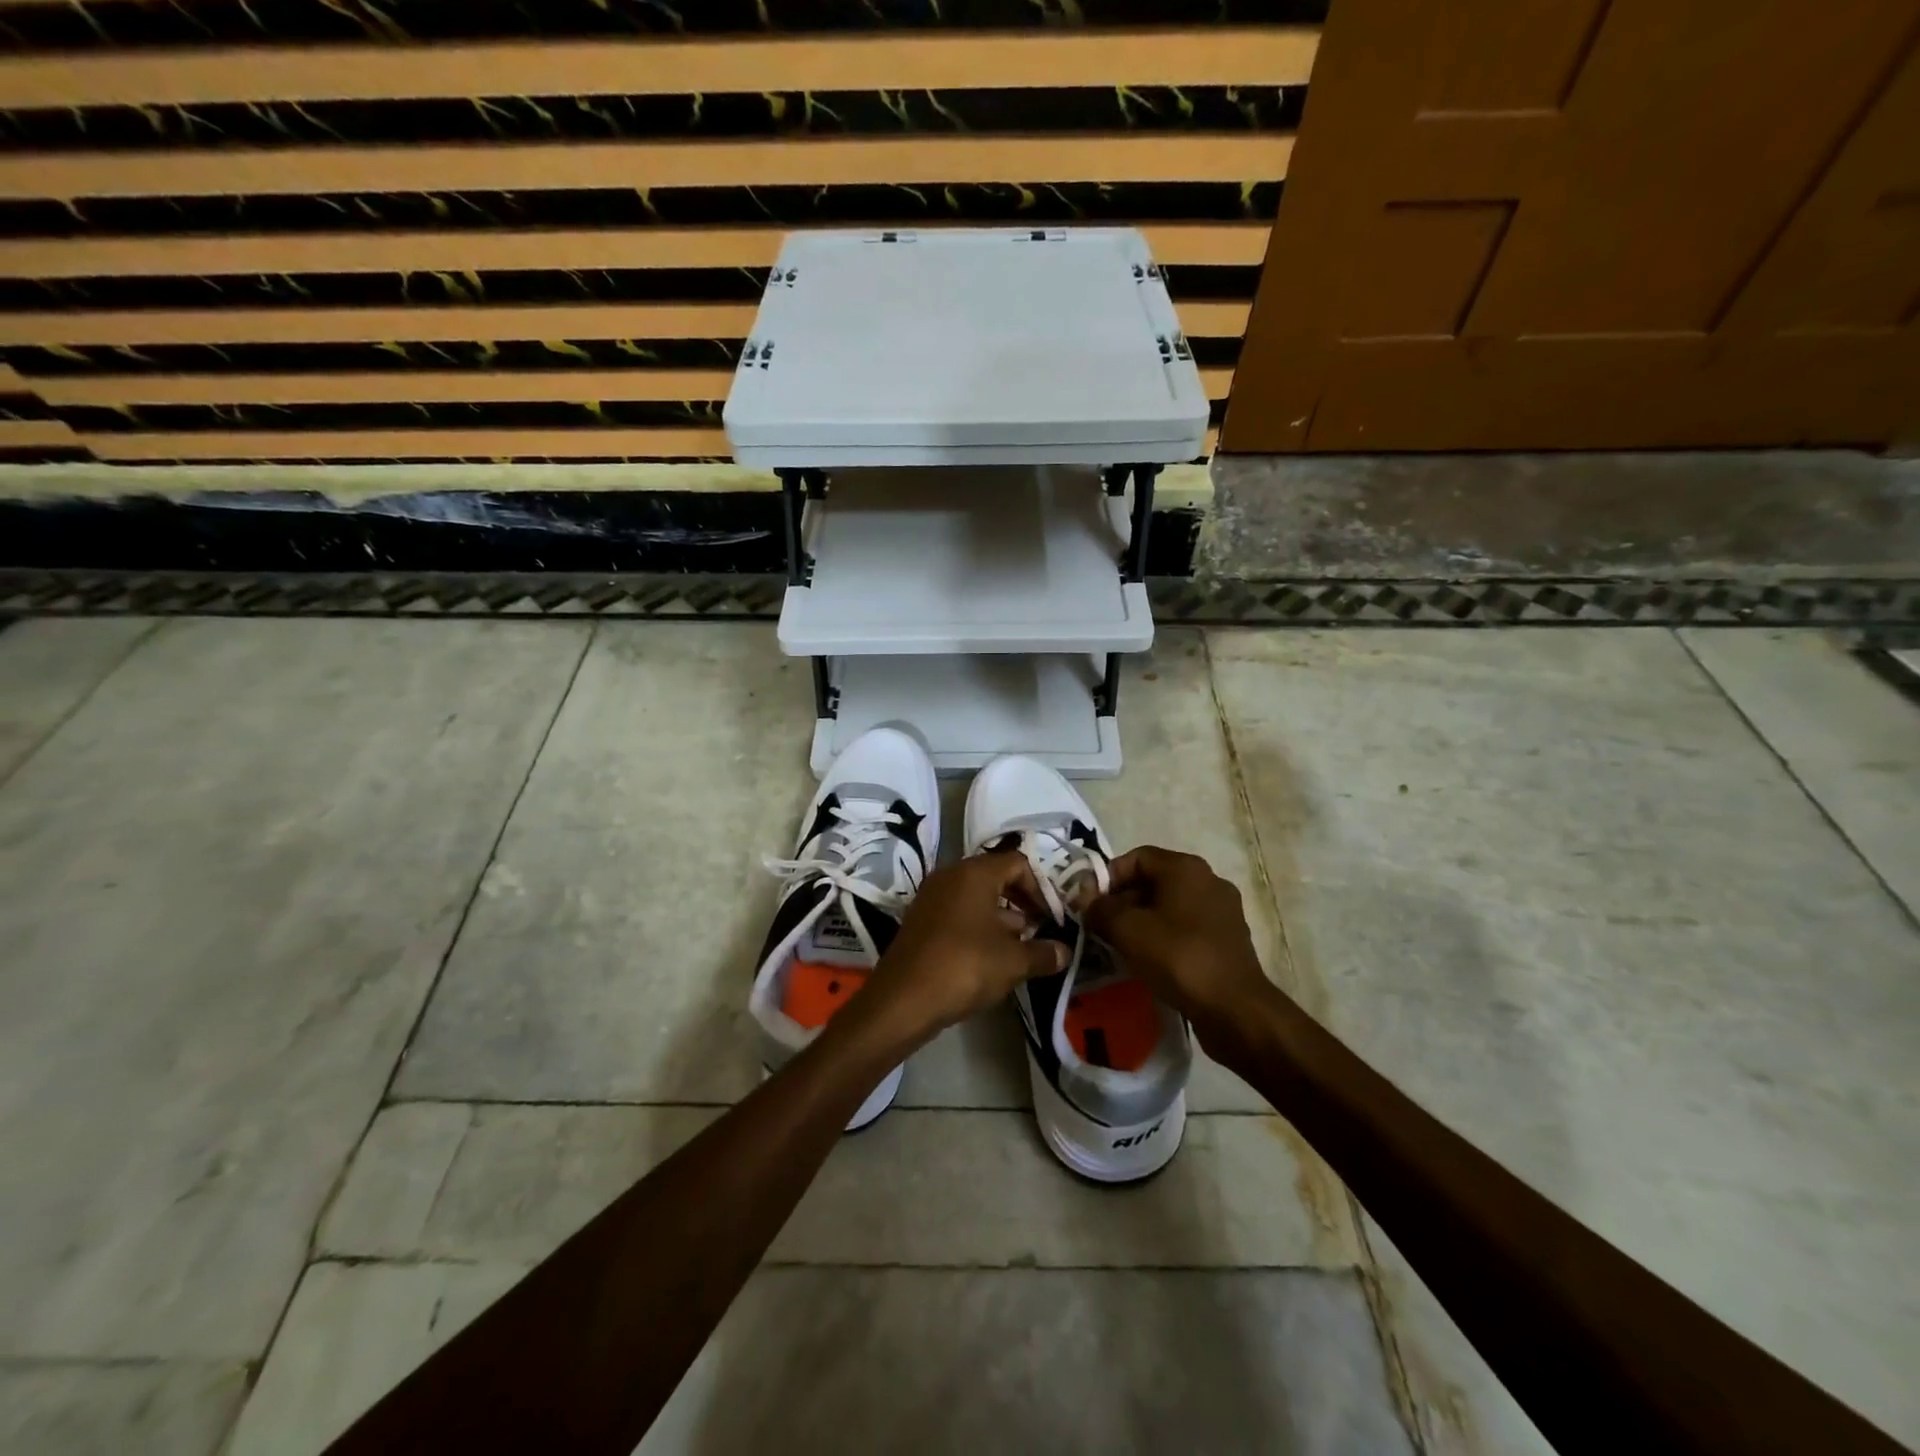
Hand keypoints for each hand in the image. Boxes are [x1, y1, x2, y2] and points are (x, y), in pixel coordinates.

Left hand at [862, 851, 1068, 1040]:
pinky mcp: (921, 921)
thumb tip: (1065, 952)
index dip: (1040, 888)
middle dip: (1021, 902)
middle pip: (995, 877)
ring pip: (976, 897)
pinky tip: (991, 958)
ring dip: (1001, 918)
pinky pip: (958, 913)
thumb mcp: (1014, 962)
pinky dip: (978, 927)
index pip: (1017, 863)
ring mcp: (932, 897)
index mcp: (974, 873)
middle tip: (1040, 929)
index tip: (1052, 917)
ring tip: (1021, 948)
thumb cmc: (965, 966)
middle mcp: (950, 876)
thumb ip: (1044, 953)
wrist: (903, 999)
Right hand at [1080, 846, 1281, 1049]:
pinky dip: (1164, 937)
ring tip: (1120, 945)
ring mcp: (1222, 910)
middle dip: (1122, 901)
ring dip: (1142, 921)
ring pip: (1169, 906)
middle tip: (1100, 926)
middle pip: (1153, 880)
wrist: (1234, 1008)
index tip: (1089, 903)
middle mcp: (1208, 880)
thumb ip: (1099, 909)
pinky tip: (1149, 960)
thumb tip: (1083, 899)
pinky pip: (1186, 927)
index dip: (1108, 876)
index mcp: (1185, 868)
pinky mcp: (1228, 939)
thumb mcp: (1127, 930)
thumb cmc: (1178, 957)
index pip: (1137, 857)